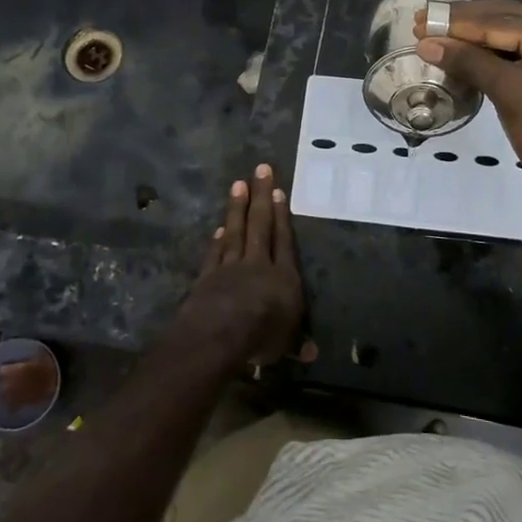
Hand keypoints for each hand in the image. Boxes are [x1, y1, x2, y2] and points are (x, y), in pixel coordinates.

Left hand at [171, 164, 312, 369]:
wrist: (220, 333)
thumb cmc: (262, 336)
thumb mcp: (285, 343)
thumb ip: (297, 342)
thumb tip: (313, 353)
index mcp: (284, 277)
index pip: (284, 240)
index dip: (282, 216)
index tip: (279, 191)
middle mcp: (258, 264)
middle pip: (261, 225)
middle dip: (261, 196)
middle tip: (260, 168)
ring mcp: (230, 267)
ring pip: (236, 231)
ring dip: (237, 208)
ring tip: (238, 184)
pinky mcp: (208, 276)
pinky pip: (216, 253)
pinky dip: (218, 240)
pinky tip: (219, 227)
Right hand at [415, 0, 521, 195]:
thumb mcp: (505, 90)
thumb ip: (467, 61)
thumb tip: (426, 44)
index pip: (497, 20)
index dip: (455, 22)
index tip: (419, 21)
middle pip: (504, 19)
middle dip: (463, 22)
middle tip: (424, 21)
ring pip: (509, 36)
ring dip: (474, 36)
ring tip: (437, 34)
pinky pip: (516, 54)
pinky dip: (488, 54)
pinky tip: (463, 55)